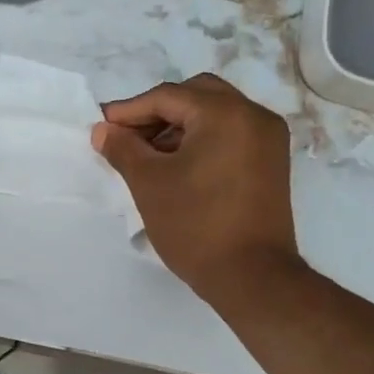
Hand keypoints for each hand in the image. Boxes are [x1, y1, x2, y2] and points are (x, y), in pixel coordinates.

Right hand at [91, 74, 298, 302]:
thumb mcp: (149, 184)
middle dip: (157, 112)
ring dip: (179, 127)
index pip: (168, 96)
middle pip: (196, 96)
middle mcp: (253, 115)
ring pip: (215, 115)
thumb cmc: (195, 226)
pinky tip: (177, 166)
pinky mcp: (272, 163)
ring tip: (148, 156)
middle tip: (127, 137)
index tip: (102, 127)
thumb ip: (123, 148)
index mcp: (225, 113)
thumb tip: (103, 130)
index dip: (129, 110)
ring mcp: (268, 139)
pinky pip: (231, 135)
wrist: (252, 277)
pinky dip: (202, 141)